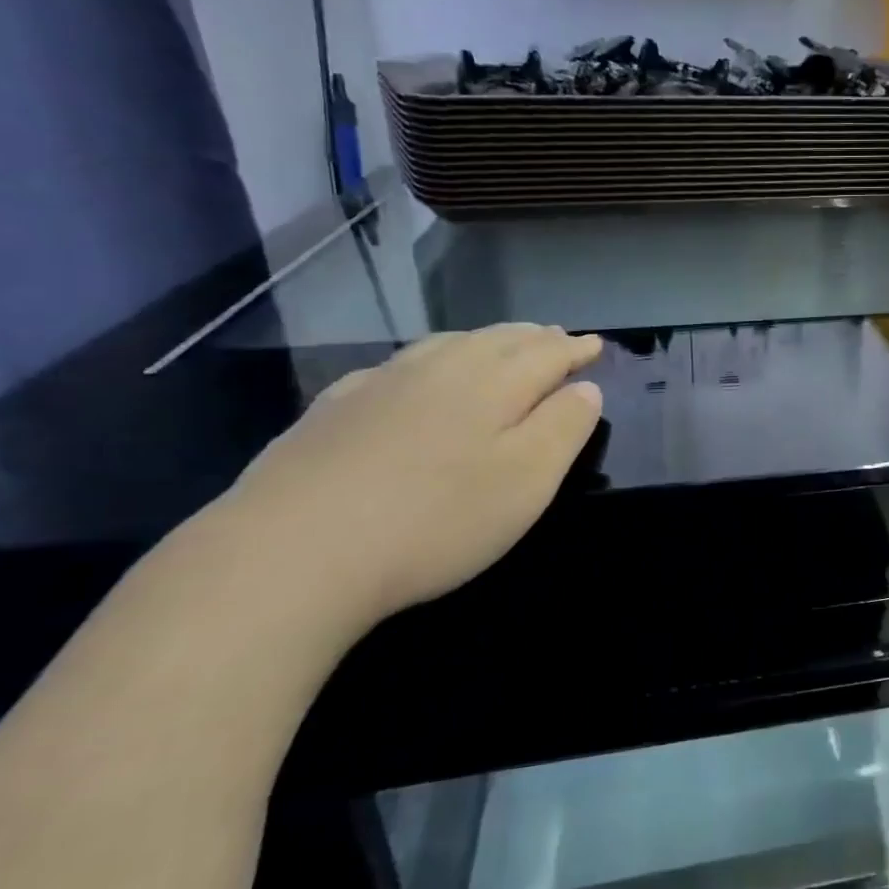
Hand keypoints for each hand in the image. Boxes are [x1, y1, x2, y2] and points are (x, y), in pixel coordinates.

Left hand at [212, 325, 602, 628]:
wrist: (293, 552)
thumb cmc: (435, 520)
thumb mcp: (526, 482)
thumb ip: (563, 429)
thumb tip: (585, 388)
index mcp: (492, 383)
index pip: (546, 353)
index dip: (575, 349)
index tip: (596, 344)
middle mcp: (438, 369)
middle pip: (497, 339)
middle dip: (533, 337)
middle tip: (555, 335)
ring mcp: (380, 384)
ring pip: (446, 345)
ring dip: (483, 340)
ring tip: (500, 342)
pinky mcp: (334, 409)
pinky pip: (398, 366)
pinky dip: (428, 360)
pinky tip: (416, 374)